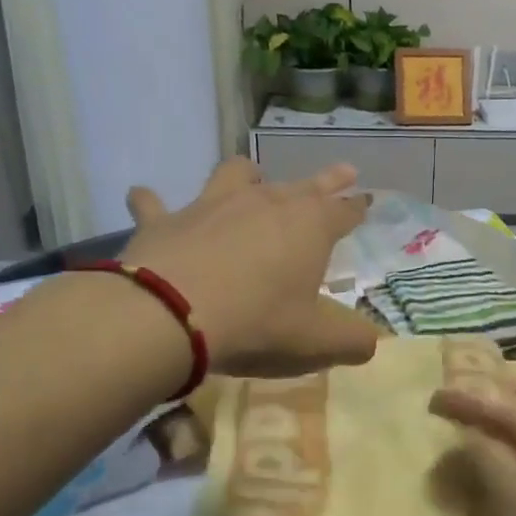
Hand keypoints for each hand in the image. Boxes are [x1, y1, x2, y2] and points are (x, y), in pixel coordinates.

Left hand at [121, 157, 378, 376]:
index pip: (343, 211)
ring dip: (246, 176)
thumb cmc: (257, 324)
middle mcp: (265, 203)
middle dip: (327, 181)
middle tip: (344, 172)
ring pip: (235, 175)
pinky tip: (144, 198)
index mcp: (309, 227)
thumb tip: (370, 343)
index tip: (366, 201)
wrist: (171, 316)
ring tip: (251, 177)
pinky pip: (155, 204)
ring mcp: (212, 205)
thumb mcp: (316, 342)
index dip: (357, 208)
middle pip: (303, 185)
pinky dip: (152, 202)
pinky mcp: (165, 220)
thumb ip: (351, 341)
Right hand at [430, 388, 515, 515]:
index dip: (474, 407)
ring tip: (425, 476)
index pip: (514, 421)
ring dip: (464, 488)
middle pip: (505, 456)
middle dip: (468, 448)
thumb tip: (460, 438)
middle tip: (426, 437)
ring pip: (496, 495)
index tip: (434, 398)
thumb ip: (486, 457)